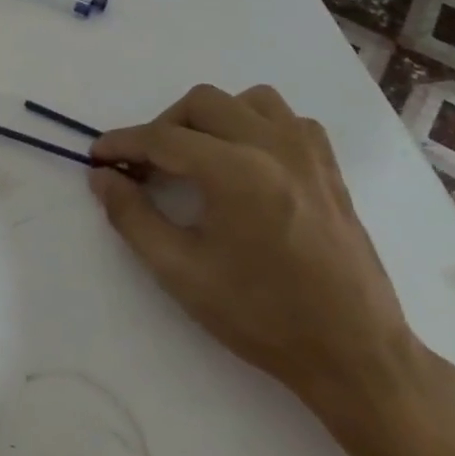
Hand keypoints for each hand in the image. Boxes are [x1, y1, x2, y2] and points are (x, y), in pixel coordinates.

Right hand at [88, 84, 419, 419]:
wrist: (356, 355)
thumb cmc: (263, 317)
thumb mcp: (181, 273)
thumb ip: (132, 216)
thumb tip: (102, 176)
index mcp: (237, 172)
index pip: (163, 138)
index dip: (123, 142)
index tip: (98, 155)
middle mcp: (274, 147)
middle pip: (202, 102)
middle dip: (164, 126)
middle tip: (148, 165)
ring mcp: (309, 154)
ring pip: (248, 100)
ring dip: (213, 117)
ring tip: (199, 156)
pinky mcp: (330, 168)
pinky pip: (287, 119)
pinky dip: (257, 125)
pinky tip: (247, 160)